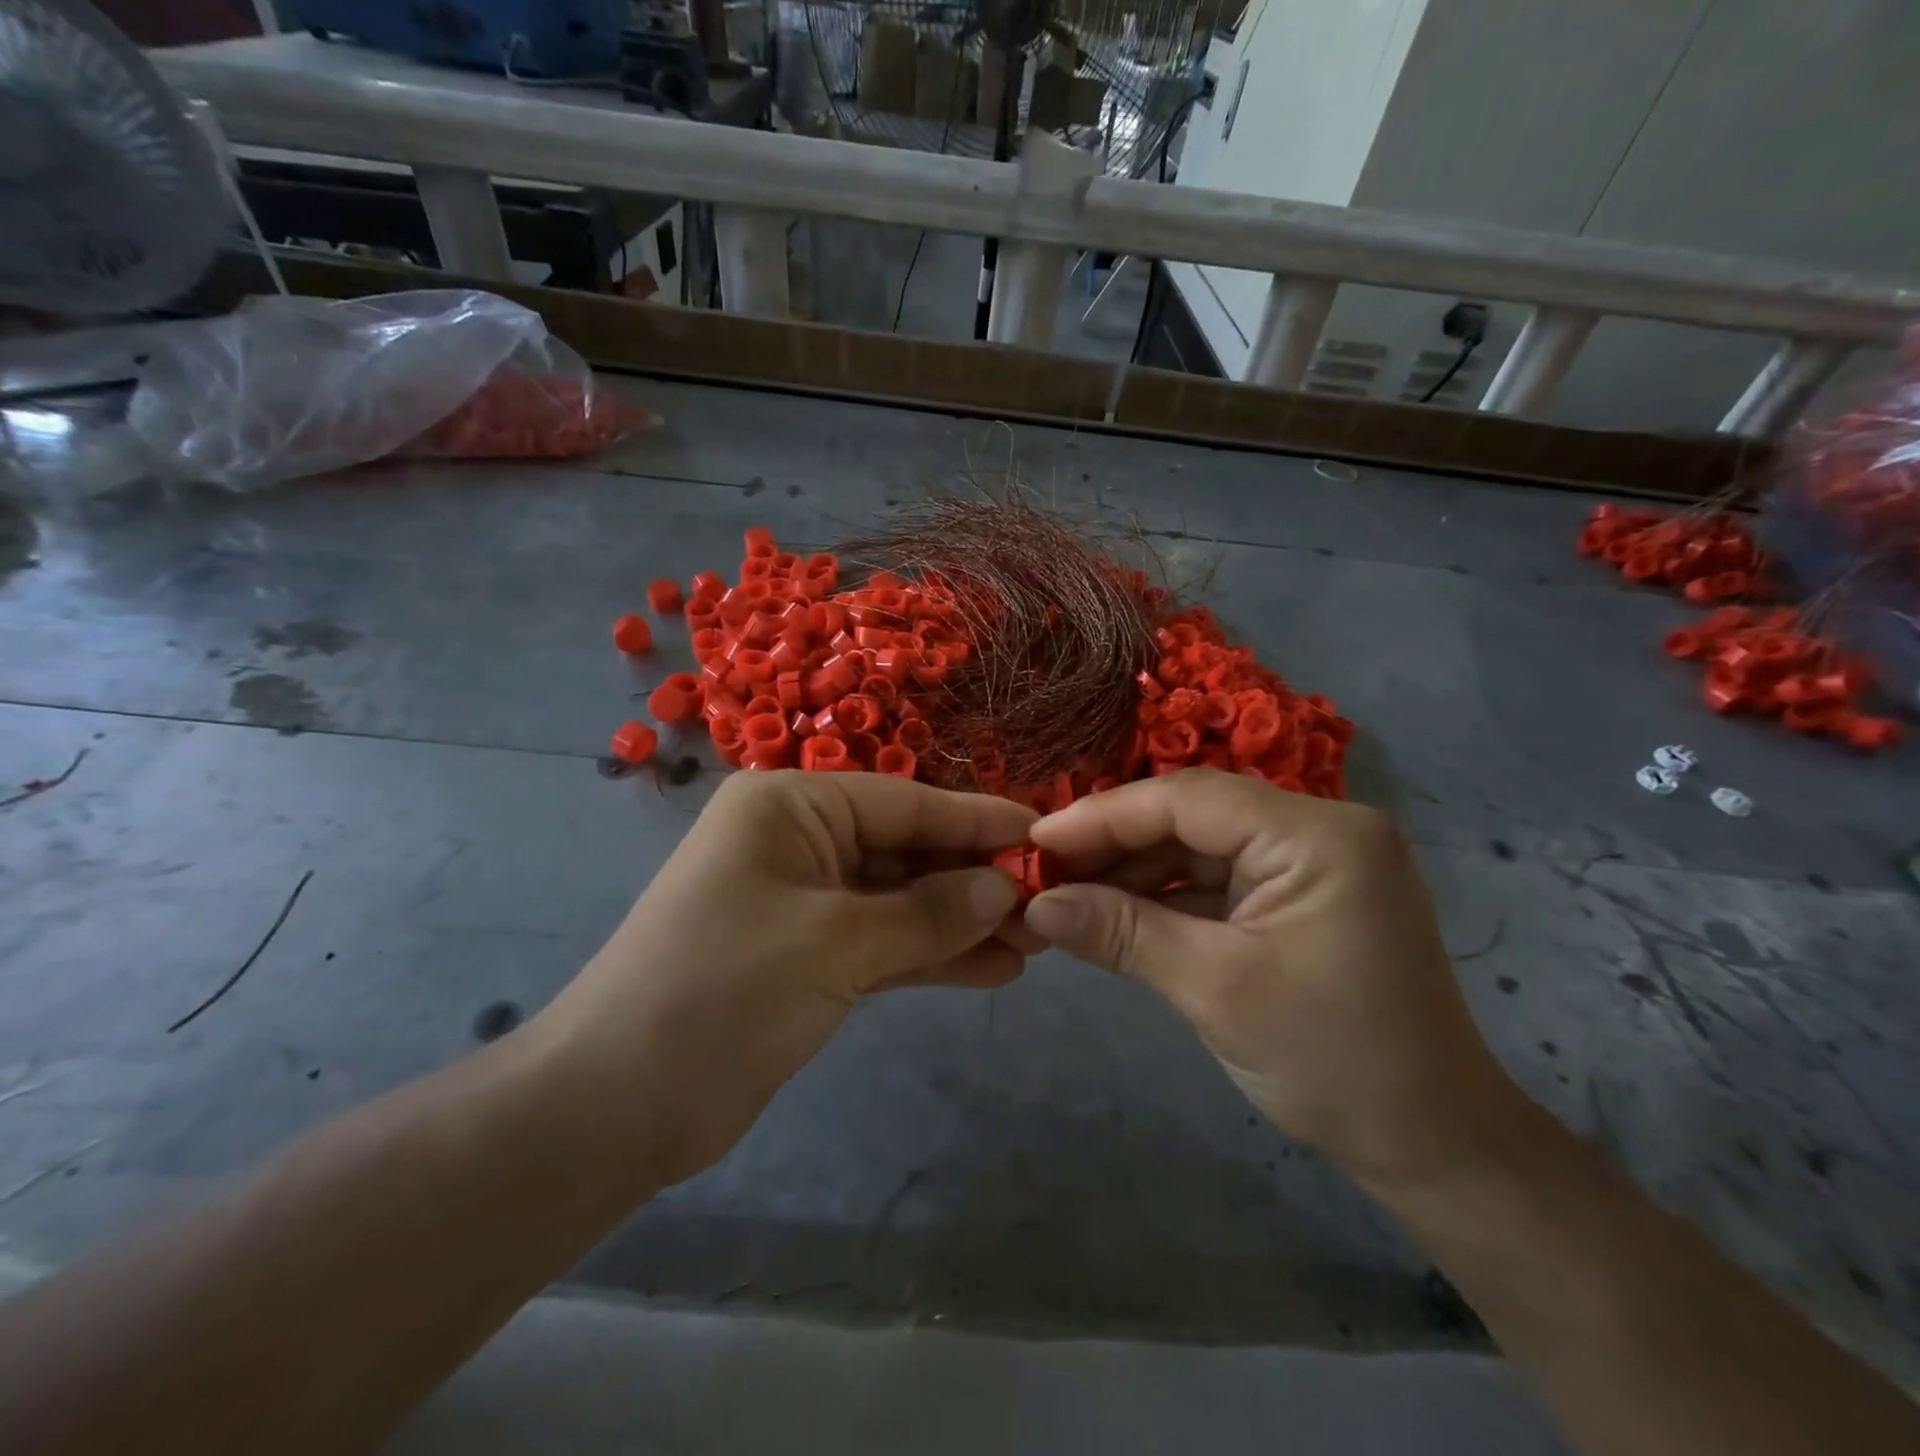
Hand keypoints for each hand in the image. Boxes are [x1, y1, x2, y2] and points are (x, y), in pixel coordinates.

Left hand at [531, 770, 1036, 1187]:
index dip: (976, 820)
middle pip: (905, 850)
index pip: (905, 801)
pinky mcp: (806, 956)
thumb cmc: (722, 991)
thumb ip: (927, 913)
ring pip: (900, 901)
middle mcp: (798, 841)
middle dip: (973, 880)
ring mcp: (803, 901)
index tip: (1043, 836)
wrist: (616, 1104)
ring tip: (1034, 944)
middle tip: (1049, 904)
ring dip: (960, 923)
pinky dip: (930, 956)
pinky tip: (992, 971)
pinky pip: (882, 943)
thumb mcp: (836, 943)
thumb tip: (1003, 888)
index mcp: (791, 806)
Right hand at [1022, 769, 1523, 1188]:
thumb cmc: (1333, 1063)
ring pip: (1200, 846)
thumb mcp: (1215, 990)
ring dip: (1135, 872)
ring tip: (1070, 896)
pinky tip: (1117, 913)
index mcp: (1317, 834)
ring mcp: (1311, 861)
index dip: (1104, 816)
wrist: (1432, 1145)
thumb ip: (1122, 934)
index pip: (1188, 799)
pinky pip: (1219, 878)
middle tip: (1045, 874)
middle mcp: (1318, 829)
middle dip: (1115, 845)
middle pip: (1192, 816)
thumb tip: (1037, 904)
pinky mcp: (1301, 894)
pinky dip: (1167, 896)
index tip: (1037, 841)